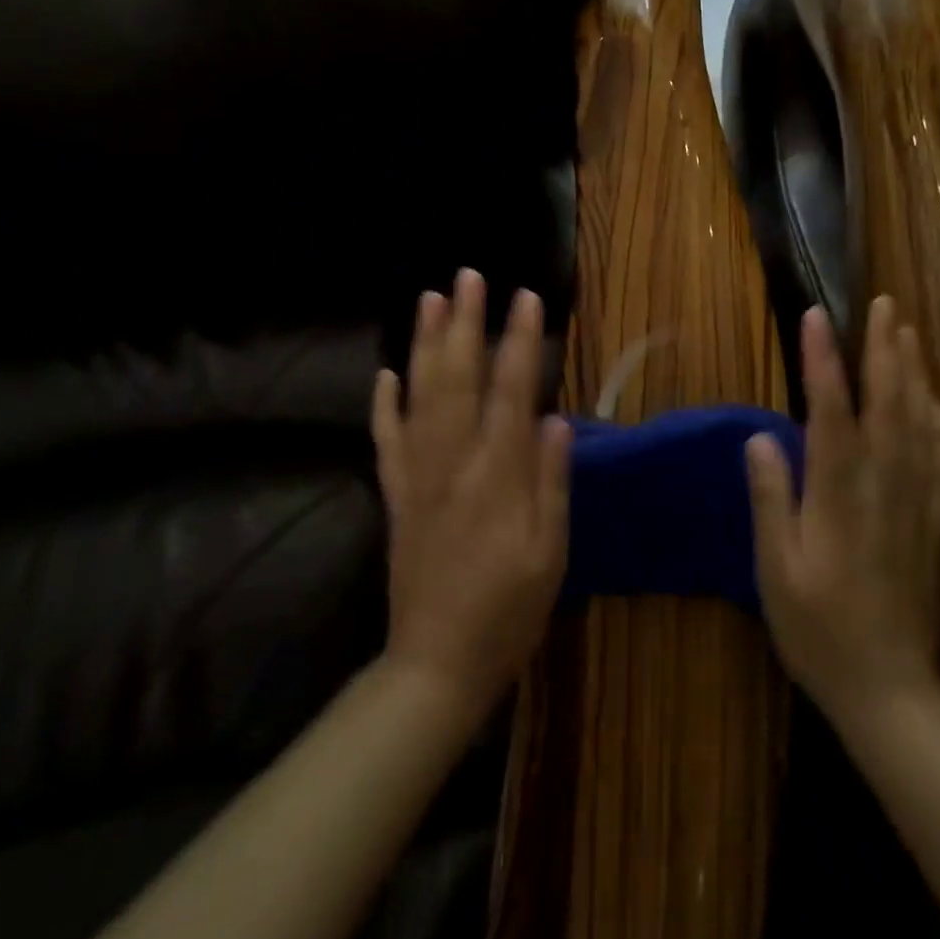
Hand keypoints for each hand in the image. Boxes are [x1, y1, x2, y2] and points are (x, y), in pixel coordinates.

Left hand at [371, 269, 570, 719]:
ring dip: (423, 343)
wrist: (437, 663)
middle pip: (458, 376)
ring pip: (418, 394)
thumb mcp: (550, 553)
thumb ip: (552, 481)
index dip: (519, 340)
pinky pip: (385, 438)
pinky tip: (385, 372)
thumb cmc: (508, 610)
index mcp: (499, 474)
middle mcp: (454, 460)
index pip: (512, 389)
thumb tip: (556, 418)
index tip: (525, 297)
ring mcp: (417, 474)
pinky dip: (383, 402)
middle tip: (468, 275)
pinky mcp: (394, 494)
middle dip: (464, 321)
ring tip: (429, 298)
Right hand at [746, 295, 939, 725]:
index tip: (817, 316)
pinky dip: (935, 417)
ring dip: (913, 372)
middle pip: (887, 404)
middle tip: (884, 304)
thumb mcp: (776, 570)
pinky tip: (931, 397)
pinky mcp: (932, 519)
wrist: (889, 689)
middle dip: (884, 349)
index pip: (831, 412)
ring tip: (908, 331)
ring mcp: (915, 501)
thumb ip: (770, 500)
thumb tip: (759, 438)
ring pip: (918, 422)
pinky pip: (938, 456)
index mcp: (838, 495)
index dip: (823, 361)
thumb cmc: (818, 629)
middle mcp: (882, 486)